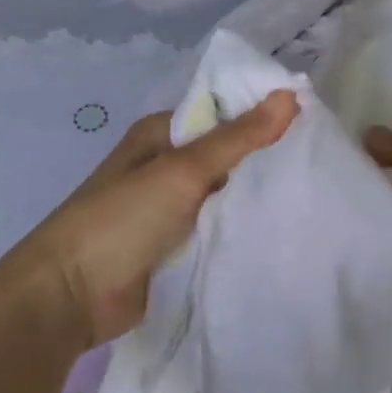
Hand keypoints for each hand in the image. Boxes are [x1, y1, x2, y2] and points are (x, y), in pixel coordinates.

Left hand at [0, 92, 299, 353]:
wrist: (70, 296)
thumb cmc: (121, 219)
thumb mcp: (181, 171)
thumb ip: (236, 138)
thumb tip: (289, 96)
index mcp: (160, 136)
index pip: (221, 115)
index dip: (262, 116)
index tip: (314, 124)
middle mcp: (165, 168)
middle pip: (225, 158)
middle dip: (264, 163)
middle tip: (321, 166)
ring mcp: (169, 211)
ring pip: (224, 198)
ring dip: (254, 201)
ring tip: (312, 200)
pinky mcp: (175, 249)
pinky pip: (216, 233)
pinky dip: (239, 233)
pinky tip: (280, 234)